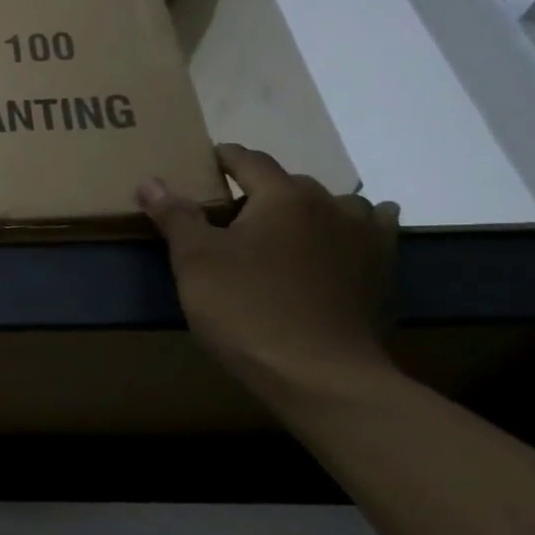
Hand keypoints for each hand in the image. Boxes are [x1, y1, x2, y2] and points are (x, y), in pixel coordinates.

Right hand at [139, 145, 398, 401]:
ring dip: (308, 208)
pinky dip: (354, 229)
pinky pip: (372, 233)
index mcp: (284, 196)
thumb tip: (150, 182)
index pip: (249, 160)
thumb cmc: (246, 308)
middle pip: (290, 183)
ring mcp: (367, 238)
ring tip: (284, 227)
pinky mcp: (383, 272)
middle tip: (230, 213)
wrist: (320, 375)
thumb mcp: (195, 261)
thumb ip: (176, 216)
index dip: (223, 158)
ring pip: (335, 206)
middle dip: (260, 190)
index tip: (204, 163)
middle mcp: (331, 205)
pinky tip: (345, 240)